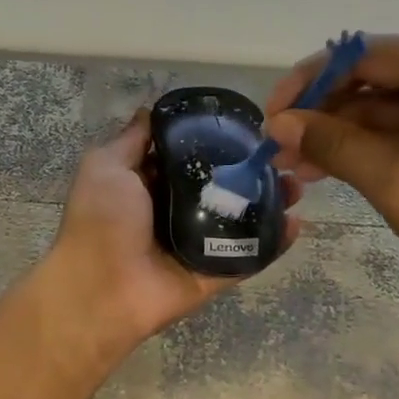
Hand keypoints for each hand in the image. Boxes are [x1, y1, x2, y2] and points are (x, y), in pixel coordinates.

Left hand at [44, 110, 301, 350]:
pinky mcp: (215, 273)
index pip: (188, 156)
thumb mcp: (106, 166)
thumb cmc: (101, 219)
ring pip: (241, 218)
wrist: (101, 289)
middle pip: (221, 186)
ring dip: (271, 202)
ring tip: (298, 184)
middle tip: (282, 155)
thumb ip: (131, 140)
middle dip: (251, 170)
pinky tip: (298, 221)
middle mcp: (174, 211)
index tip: (246, 125)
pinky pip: (250, 255)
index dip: (214, 140)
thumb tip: (149, 109)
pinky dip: (275, 241)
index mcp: (148, 185)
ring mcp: (198, 244)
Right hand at [265, 34, 398, 319]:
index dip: (308, 83)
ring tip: (296, 167)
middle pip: (377, 80)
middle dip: (324, 114)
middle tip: (279, 150)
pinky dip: (373, 149)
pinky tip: (334, 169)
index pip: (365, 55)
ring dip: (343, 135)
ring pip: (390, 109)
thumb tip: (278, 124)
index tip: (270, 118)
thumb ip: (334, 144)